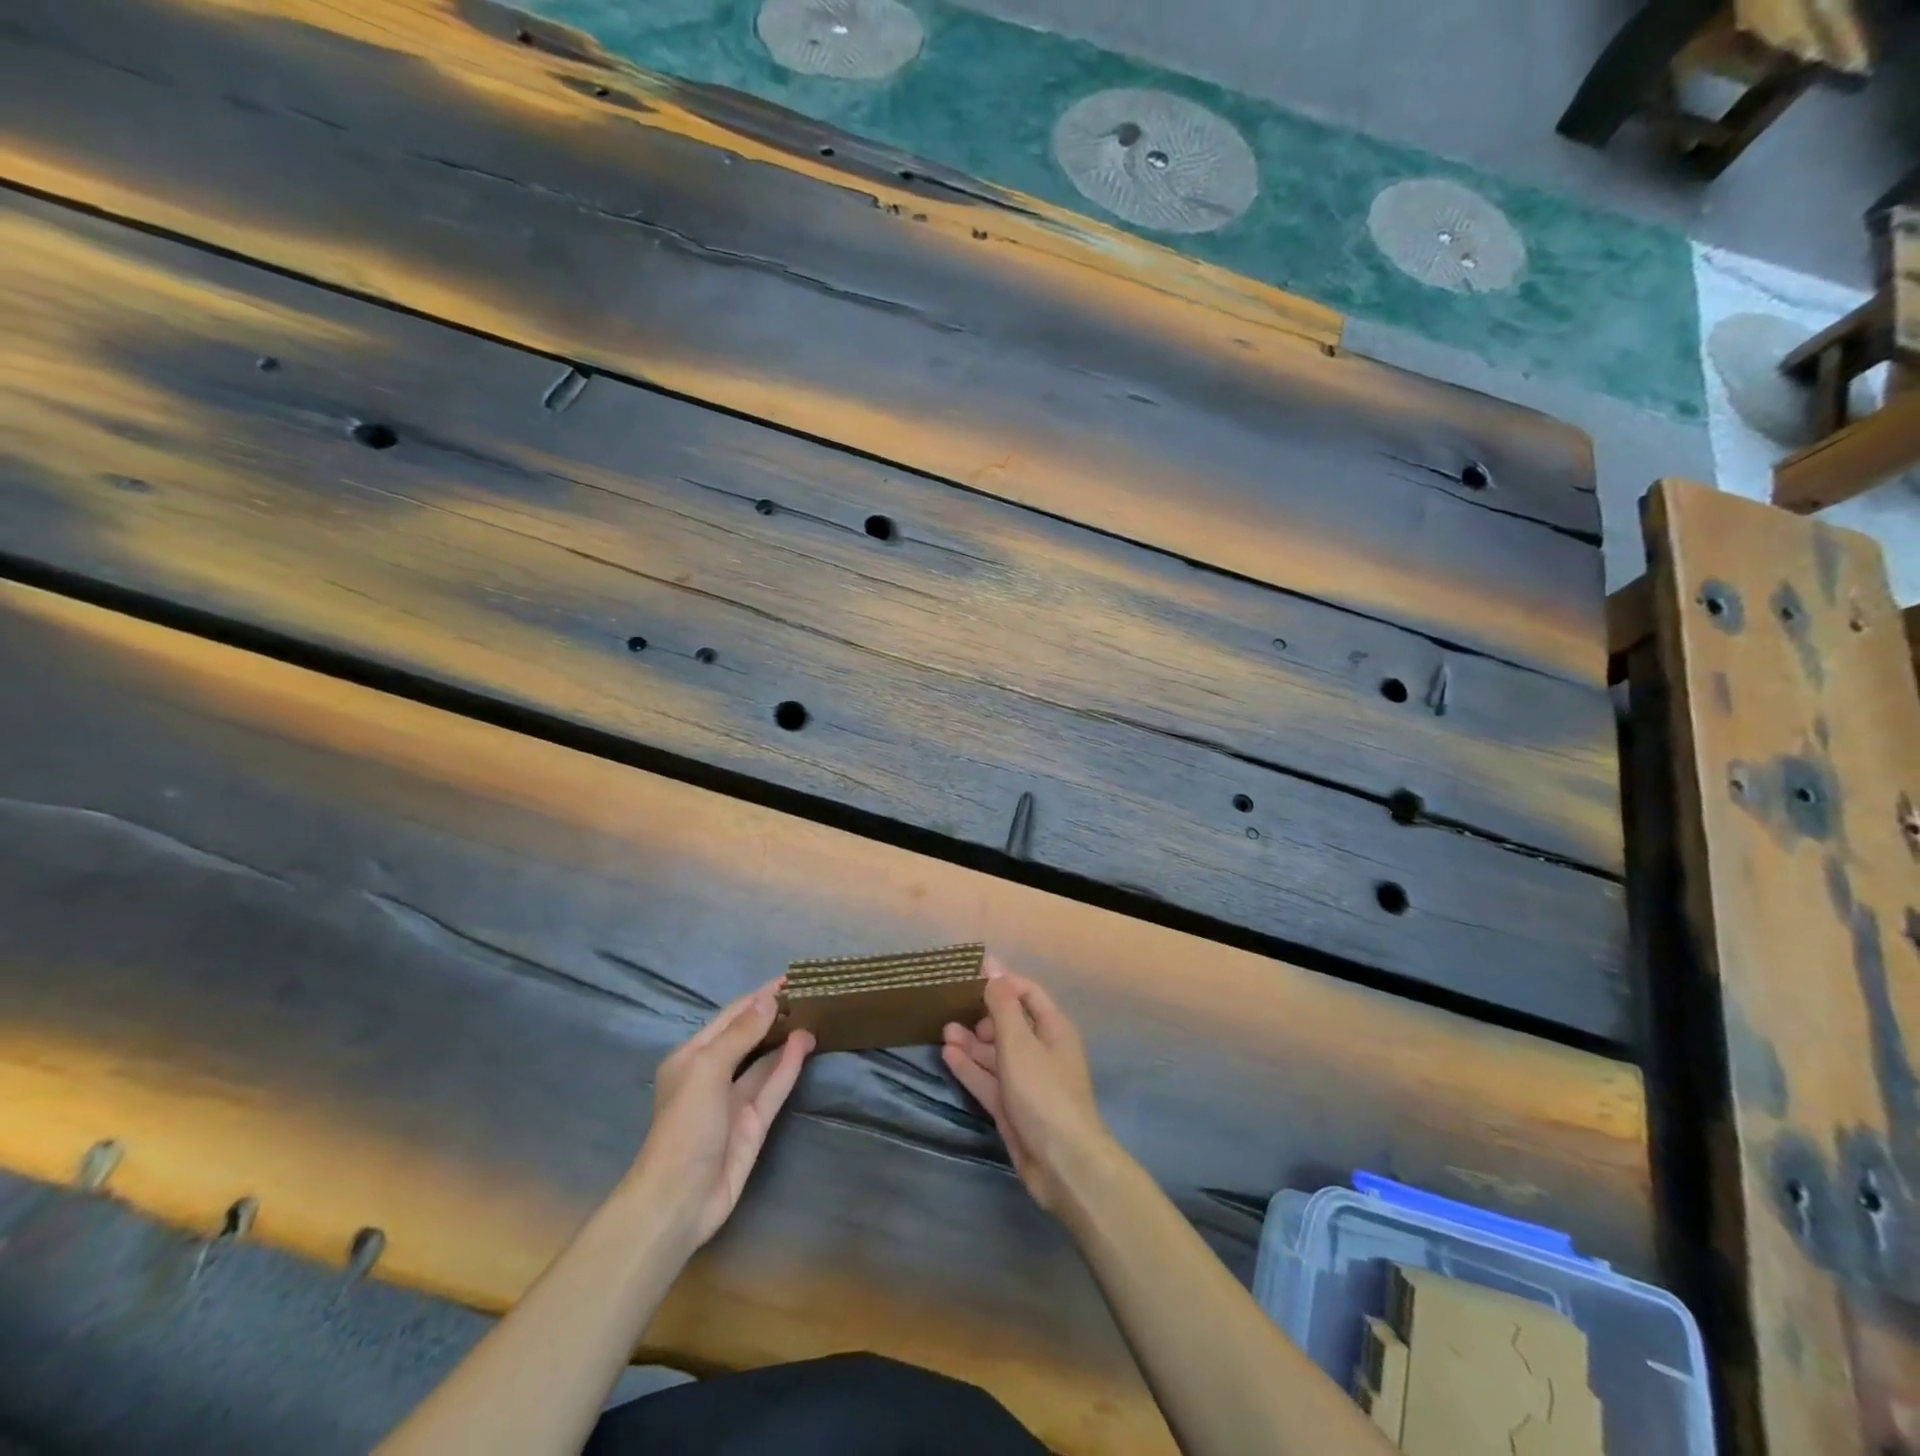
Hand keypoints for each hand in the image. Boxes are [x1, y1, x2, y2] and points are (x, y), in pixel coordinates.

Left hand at [625, 980, 813, 1248]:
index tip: (790, 979)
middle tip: (809, 994)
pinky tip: (806, 1043)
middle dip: (774, 1015)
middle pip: (749, 1036)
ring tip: (815, 1014)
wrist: (679, 1200)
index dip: (759, 997)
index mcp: (693, 1056)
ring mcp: (734, 1100)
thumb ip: (740, 1033)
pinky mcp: (754, 1123)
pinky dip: (789, 1064)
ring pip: (765, 1060)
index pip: (731, 1016)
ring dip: (786, 1038)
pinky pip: (774, 1086)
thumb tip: (768, 999)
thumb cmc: (685, 1125)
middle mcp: (713, 1074)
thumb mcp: (707, 1069)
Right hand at [941, 958, 1112, 1212]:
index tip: (970, 976)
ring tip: (943, 1030)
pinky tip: (948, 1055)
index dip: (1002, 983)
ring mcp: (1026, 1081)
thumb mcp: (1019, 1042)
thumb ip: (1003, 1004)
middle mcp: (1041, 1051)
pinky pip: (989, 1080)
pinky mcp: (1012, 1107)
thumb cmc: (1044, 1091)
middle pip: (1009, 1024)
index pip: (1027, 994)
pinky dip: (970, 1068)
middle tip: (952, 1008)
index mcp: (1053, 1029)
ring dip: (972, 1042)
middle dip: (982, 1015)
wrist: (1062, 1163)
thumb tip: (992, 964)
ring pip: (996, 1054)